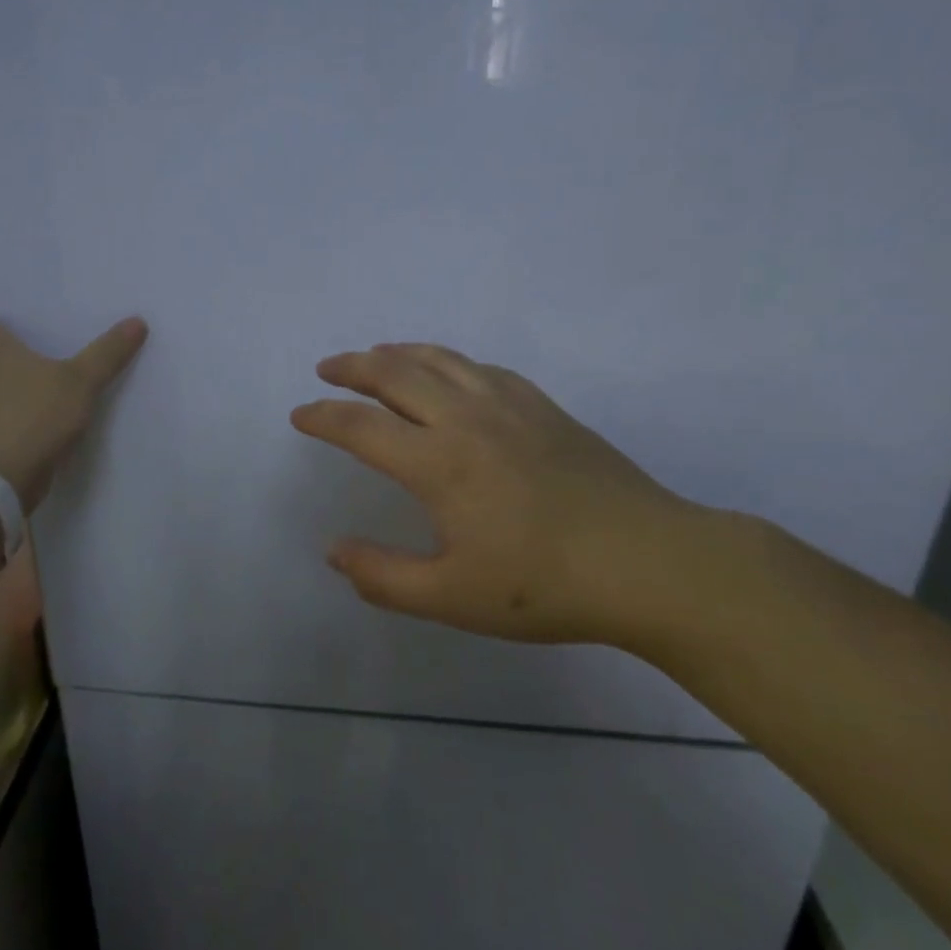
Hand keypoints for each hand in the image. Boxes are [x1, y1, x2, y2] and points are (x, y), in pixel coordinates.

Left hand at [0, 305, 147, 510]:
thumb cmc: (32, 415)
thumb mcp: (80, 380)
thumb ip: (108, 353)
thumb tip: (137, 321)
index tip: (19, 306)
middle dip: (24, 344)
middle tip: (60, 332)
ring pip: (9, 385)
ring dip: (32, 379)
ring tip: (70, 369)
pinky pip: (19, 414)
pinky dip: (37, 411)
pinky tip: (66, 412)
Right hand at [291, 343, 704, 645]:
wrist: (650, 562)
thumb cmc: (544, 585)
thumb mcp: (451, 597)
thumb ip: (383, 576)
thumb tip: (334, 551)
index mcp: (437, 462)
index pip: (360, 427)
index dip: (323, 418)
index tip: (300, 415)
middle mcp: (465, 419)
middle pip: (395, 374)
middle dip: (353, 367)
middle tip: (327, 368)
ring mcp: (509, 406)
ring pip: (440, 360)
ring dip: (398, 353)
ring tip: (376, 355)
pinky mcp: (543, 407)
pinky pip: (481, 368)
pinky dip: (448, 362)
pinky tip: (449, 372)